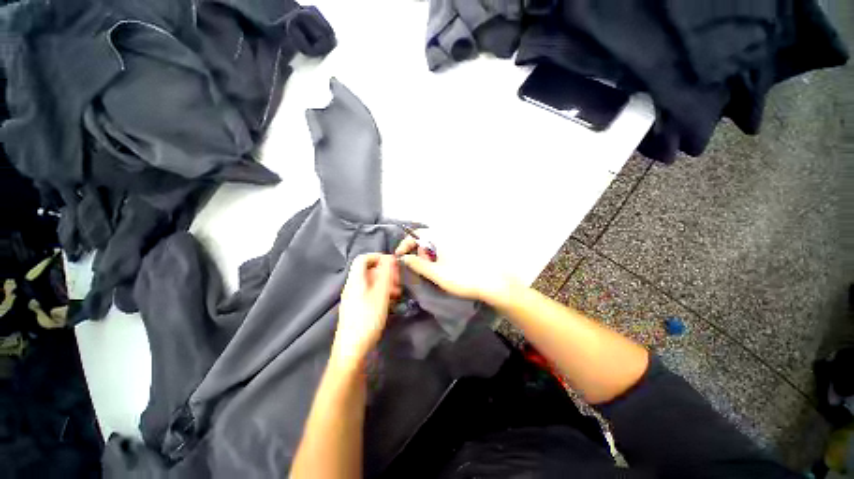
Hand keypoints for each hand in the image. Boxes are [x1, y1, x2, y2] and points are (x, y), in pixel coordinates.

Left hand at [332, 254, 399, 367]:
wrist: (352, 350)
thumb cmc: (367, 319)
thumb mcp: (380, 294)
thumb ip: (386, 274)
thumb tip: (390, 257)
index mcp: (356, 280)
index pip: (363, 259)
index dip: (377, 257)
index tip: (393, 263)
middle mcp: (353, 286)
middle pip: (369, 270)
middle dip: (385, 272)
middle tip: (399, 280)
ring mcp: (354, 298)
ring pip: (371, 283)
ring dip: (386, 283)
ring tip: (398, 292)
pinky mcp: (358, 308)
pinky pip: (370, 294)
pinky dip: (381, 293)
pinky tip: (391, 301)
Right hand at [395, 230, 514, 304]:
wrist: (490, 283)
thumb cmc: (461, 278)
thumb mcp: (436, 273)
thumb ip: (417, 264)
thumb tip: (403, 257)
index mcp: (440, 237)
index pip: (416, 234)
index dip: (405, 244)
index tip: (399, 256)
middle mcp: (448, 235)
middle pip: (425, 239)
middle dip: (419, 252)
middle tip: (421, 269)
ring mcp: (456, 242)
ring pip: (434, 245)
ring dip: (429, 256)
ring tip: (434, 272)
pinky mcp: (462, 249)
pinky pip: (444, 249)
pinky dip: (438, 257)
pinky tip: (444, 269)